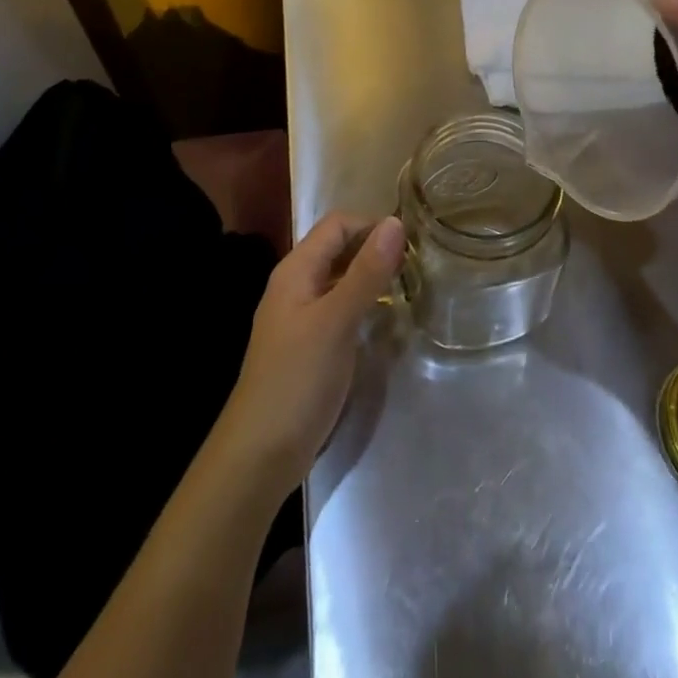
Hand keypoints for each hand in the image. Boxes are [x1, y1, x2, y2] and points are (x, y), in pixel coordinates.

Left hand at [216, 212, 404, 495]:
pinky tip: (386, 320)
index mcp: (296, 270)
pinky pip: (340, 308)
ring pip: (341, 280)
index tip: (412, 244)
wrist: (259, 455)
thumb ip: (366, 272)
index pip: (337, 225)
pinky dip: (363, 305)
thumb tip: (396, 223)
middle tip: (418, 266)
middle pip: (338, 249)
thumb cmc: (297, 379)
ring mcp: (301, 317)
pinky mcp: (310, 345)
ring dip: (371, 277)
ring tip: (410, 288)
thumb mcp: (337, 320)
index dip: (373, 226)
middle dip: (375, 250)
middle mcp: (296, 285)